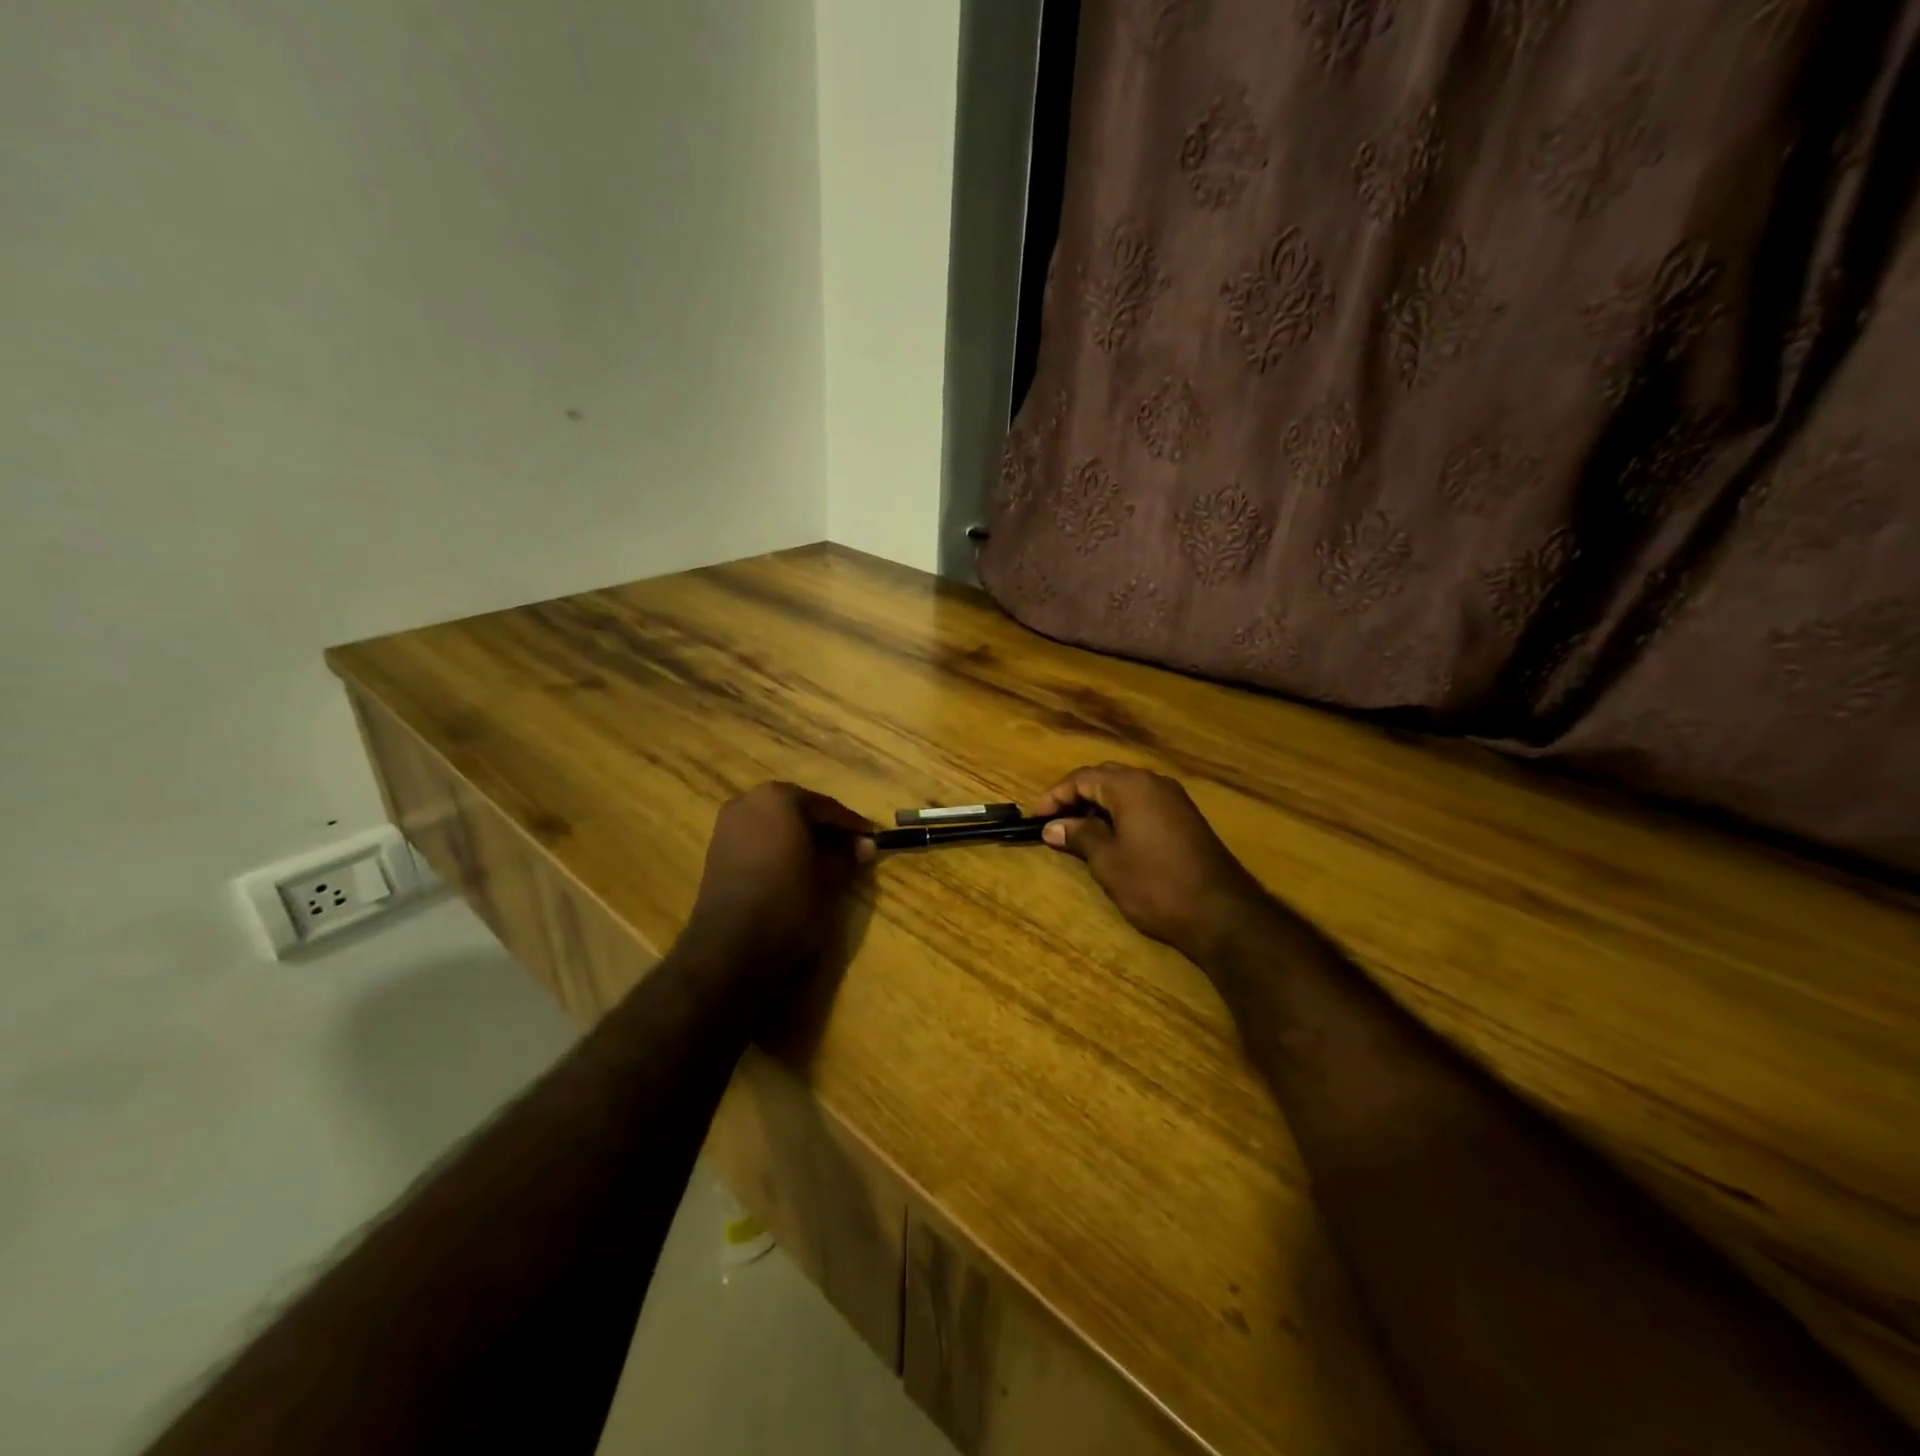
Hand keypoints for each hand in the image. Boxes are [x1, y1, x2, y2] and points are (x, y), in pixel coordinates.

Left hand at [681, 783, 874, 981]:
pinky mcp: (717, 849)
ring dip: (800, 838)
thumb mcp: (829, 879)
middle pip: (799, 810)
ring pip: (777, 824)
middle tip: (851, 850)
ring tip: (825, 862)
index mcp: (780, 798)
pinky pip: (758, 839)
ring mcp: (728, 824)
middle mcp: (750, 801)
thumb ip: (847, 855)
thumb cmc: (788, 902)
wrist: (731, 947)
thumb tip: (864, 845)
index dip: (852, 825)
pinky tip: (795, 869)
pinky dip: (778, 848)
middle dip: (825, 830)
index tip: (873, 840)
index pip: (827, 807)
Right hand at [1034, 764, 1272, 962]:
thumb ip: (1079, 836)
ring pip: (1125, 790)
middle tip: (1053, 822)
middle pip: (1104, 778)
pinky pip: (1143, 803)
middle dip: (1076, 797)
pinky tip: (1111, 838)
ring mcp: (1173, 799)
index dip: (1054, 796)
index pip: (1082, 778)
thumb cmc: (1155, 885)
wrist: (1221, 912)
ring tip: (1077, 832)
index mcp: (1131, 786)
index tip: (1034, 818)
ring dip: (1099, 806)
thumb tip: (1053, 826)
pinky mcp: (1185, 818)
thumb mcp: (1108, 861)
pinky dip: (1121, 814)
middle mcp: (1153, 782)